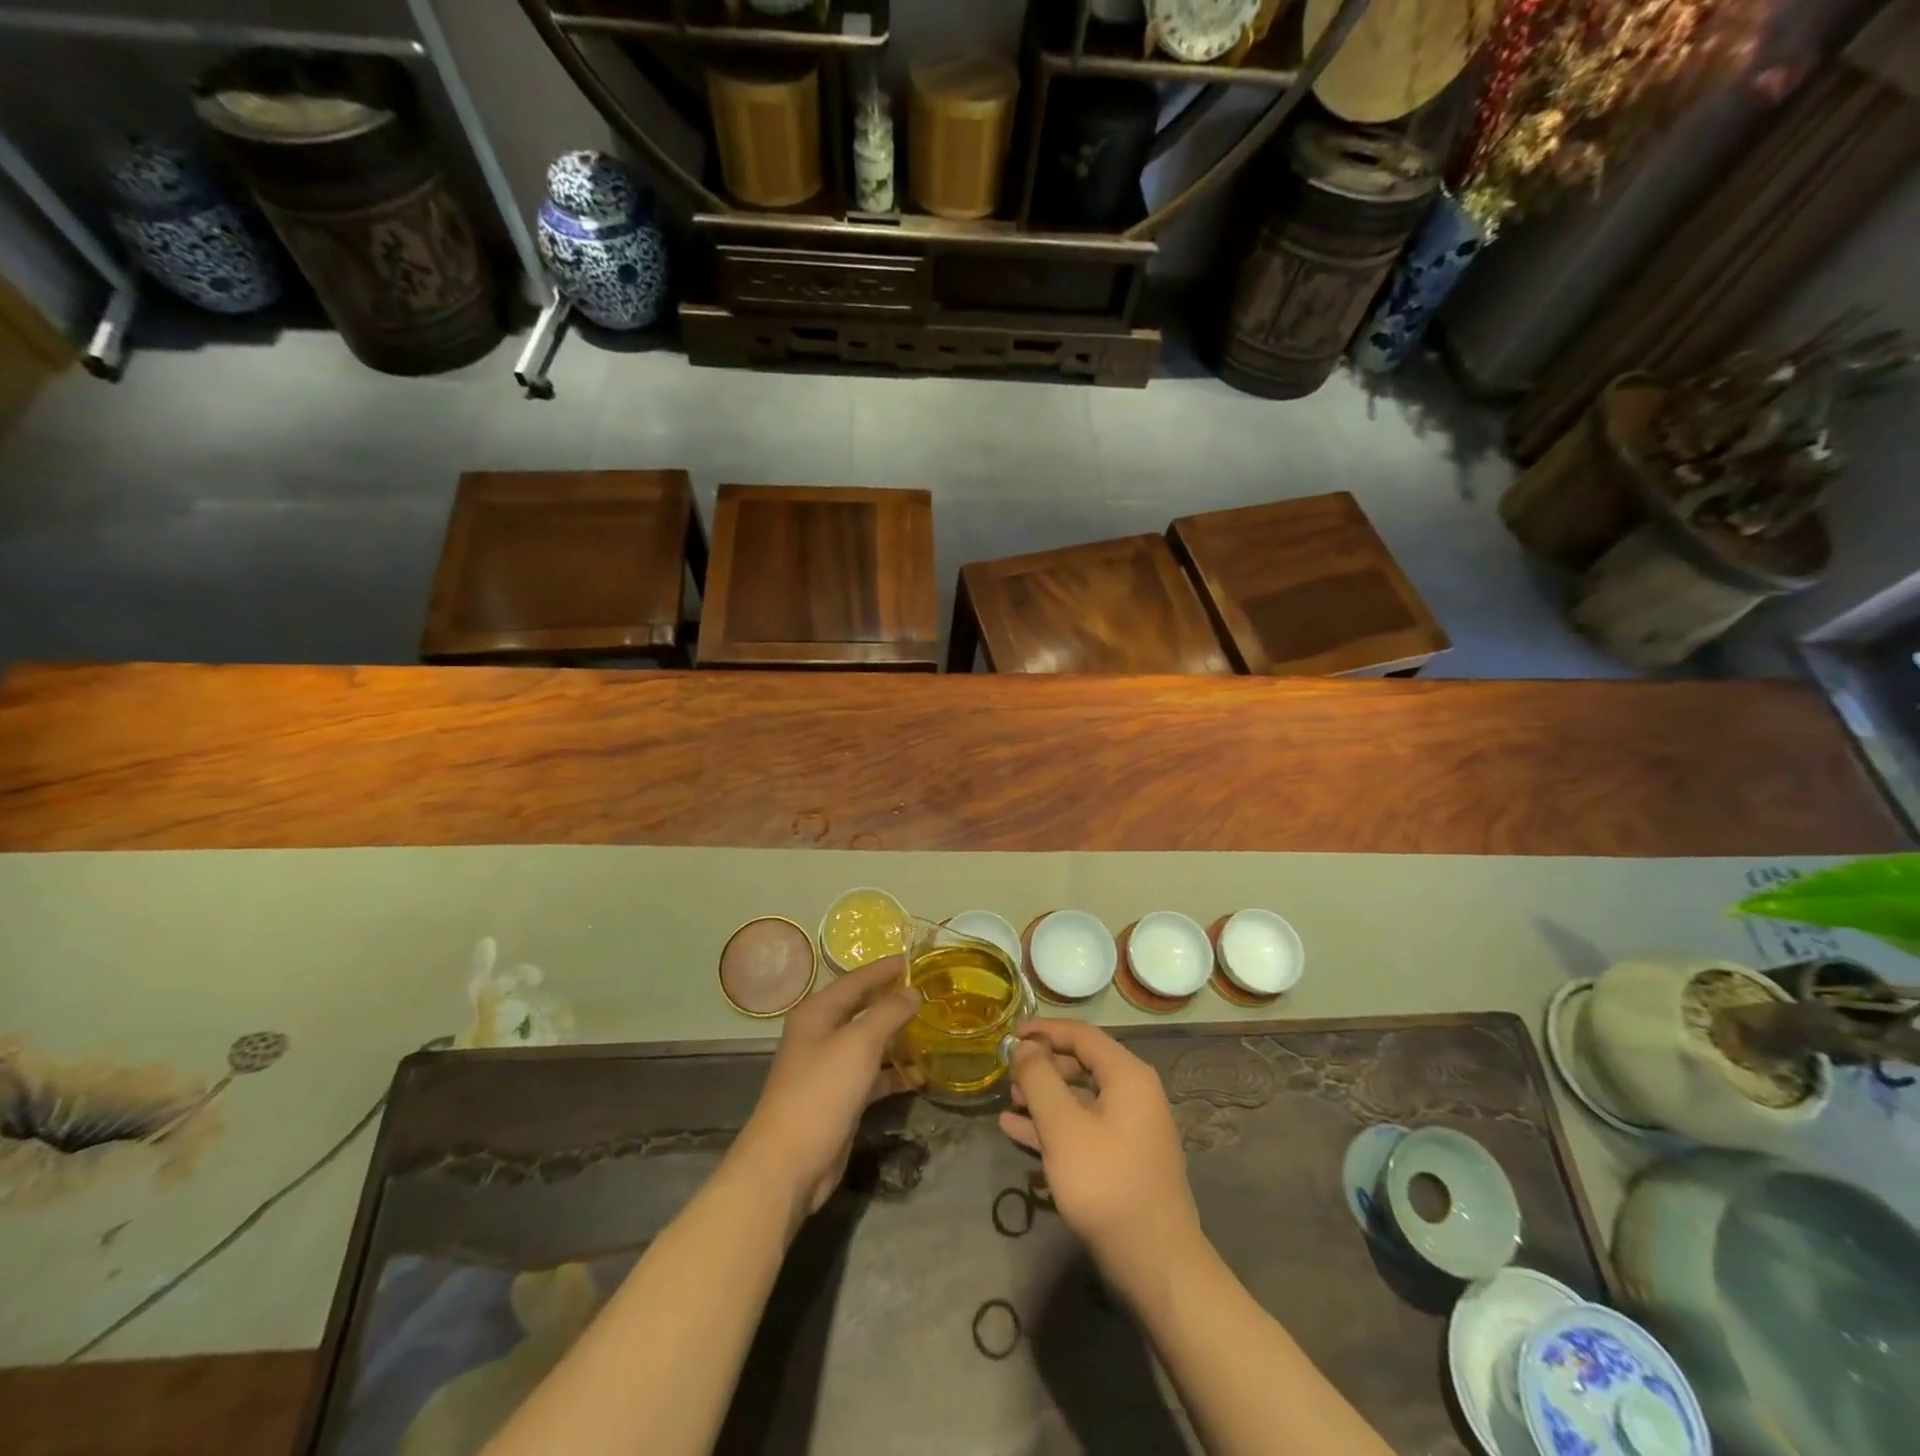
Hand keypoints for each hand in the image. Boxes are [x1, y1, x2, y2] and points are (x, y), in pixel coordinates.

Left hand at [728, 957, 917, 1226]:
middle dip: (892, 1001)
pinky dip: (893, 1074)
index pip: (855, 981)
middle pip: (861, 1009)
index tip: (912, 959)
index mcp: (817, 1013)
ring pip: (868, 1044)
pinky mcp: (839, 1099)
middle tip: (927, 992)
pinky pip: (871, 1076)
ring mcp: (828, 1069)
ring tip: (931, 1030)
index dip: (883, 970)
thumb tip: (912, 991)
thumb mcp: (859, 1044)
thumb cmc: (821, 1091)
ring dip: (896, 1038)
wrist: (788, 1164)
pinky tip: (919, 1075)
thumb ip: (888, 1013)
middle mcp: (820, 1035)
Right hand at [999, 1019, 1204, 1297]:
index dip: (1044, 1030)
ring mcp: (1130, 1128)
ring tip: (1008, 1102)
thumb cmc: (1106, 1184)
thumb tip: (1025, 1046)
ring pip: (1079, 1098)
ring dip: (1044, 1097)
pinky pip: (1083, 1127)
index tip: (1009, 1034)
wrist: (1155, 1264)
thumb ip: (1039, 1080)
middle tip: (1008, 1075)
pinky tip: (1017, 1131)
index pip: (1081, 1035)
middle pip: (1081, 1064)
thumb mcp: (1063, 1127)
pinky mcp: (1122, 1159)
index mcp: (1127, 1075)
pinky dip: (1053, 1125)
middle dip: (1042, 1066)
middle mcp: (1134, 1094)